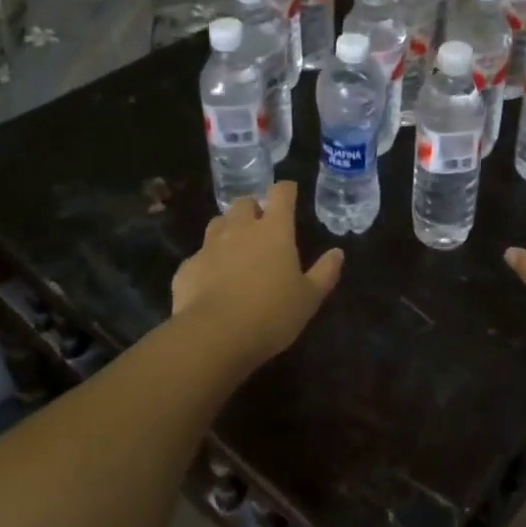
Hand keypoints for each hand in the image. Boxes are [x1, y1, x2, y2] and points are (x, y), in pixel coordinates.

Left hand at [171, 182, 342, 366]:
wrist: (213, 336)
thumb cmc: (271, 314)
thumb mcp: (309, 298)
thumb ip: (325, 272)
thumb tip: (337, 252)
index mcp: (274, 230)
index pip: (281, 194)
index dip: (286, 190)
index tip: (290, 192)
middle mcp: (240, 229)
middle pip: (244, 202)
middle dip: (253, 209)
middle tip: (261, 226)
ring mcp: (210, 246)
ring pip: (218, 223)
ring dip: (228, 229)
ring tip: (235, 248)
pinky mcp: (187, 267)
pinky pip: (200, 256)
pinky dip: (208, 262)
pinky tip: (212, 281)